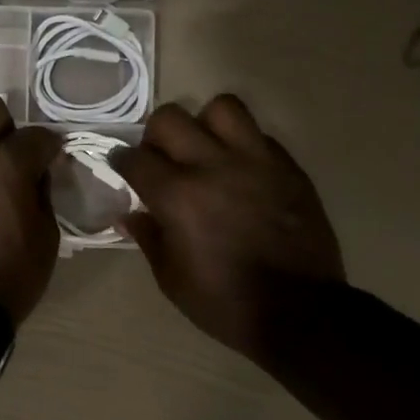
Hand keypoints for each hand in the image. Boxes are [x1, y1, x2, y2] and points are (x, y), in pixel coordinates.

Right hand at [112, 95, 345, 361]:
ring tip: (206, 151)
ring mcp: (256, 161)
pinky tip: (241, 172)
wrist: (298, 312)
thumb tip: (130, 215)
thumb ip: (149, 238)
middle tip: (162, 161)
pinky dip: (242, 145)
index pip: (135, 158)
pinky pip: (259, 135)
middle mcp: (213, 166)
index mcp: (177, 197)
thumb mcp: (172, 279)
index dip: (121, 161)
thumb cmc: (224, 303)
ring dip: (204, 124)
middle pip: (170, 119)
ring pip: (222, 108)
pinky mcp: (288, 167)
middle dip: (156, 137)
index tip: (123, 168)